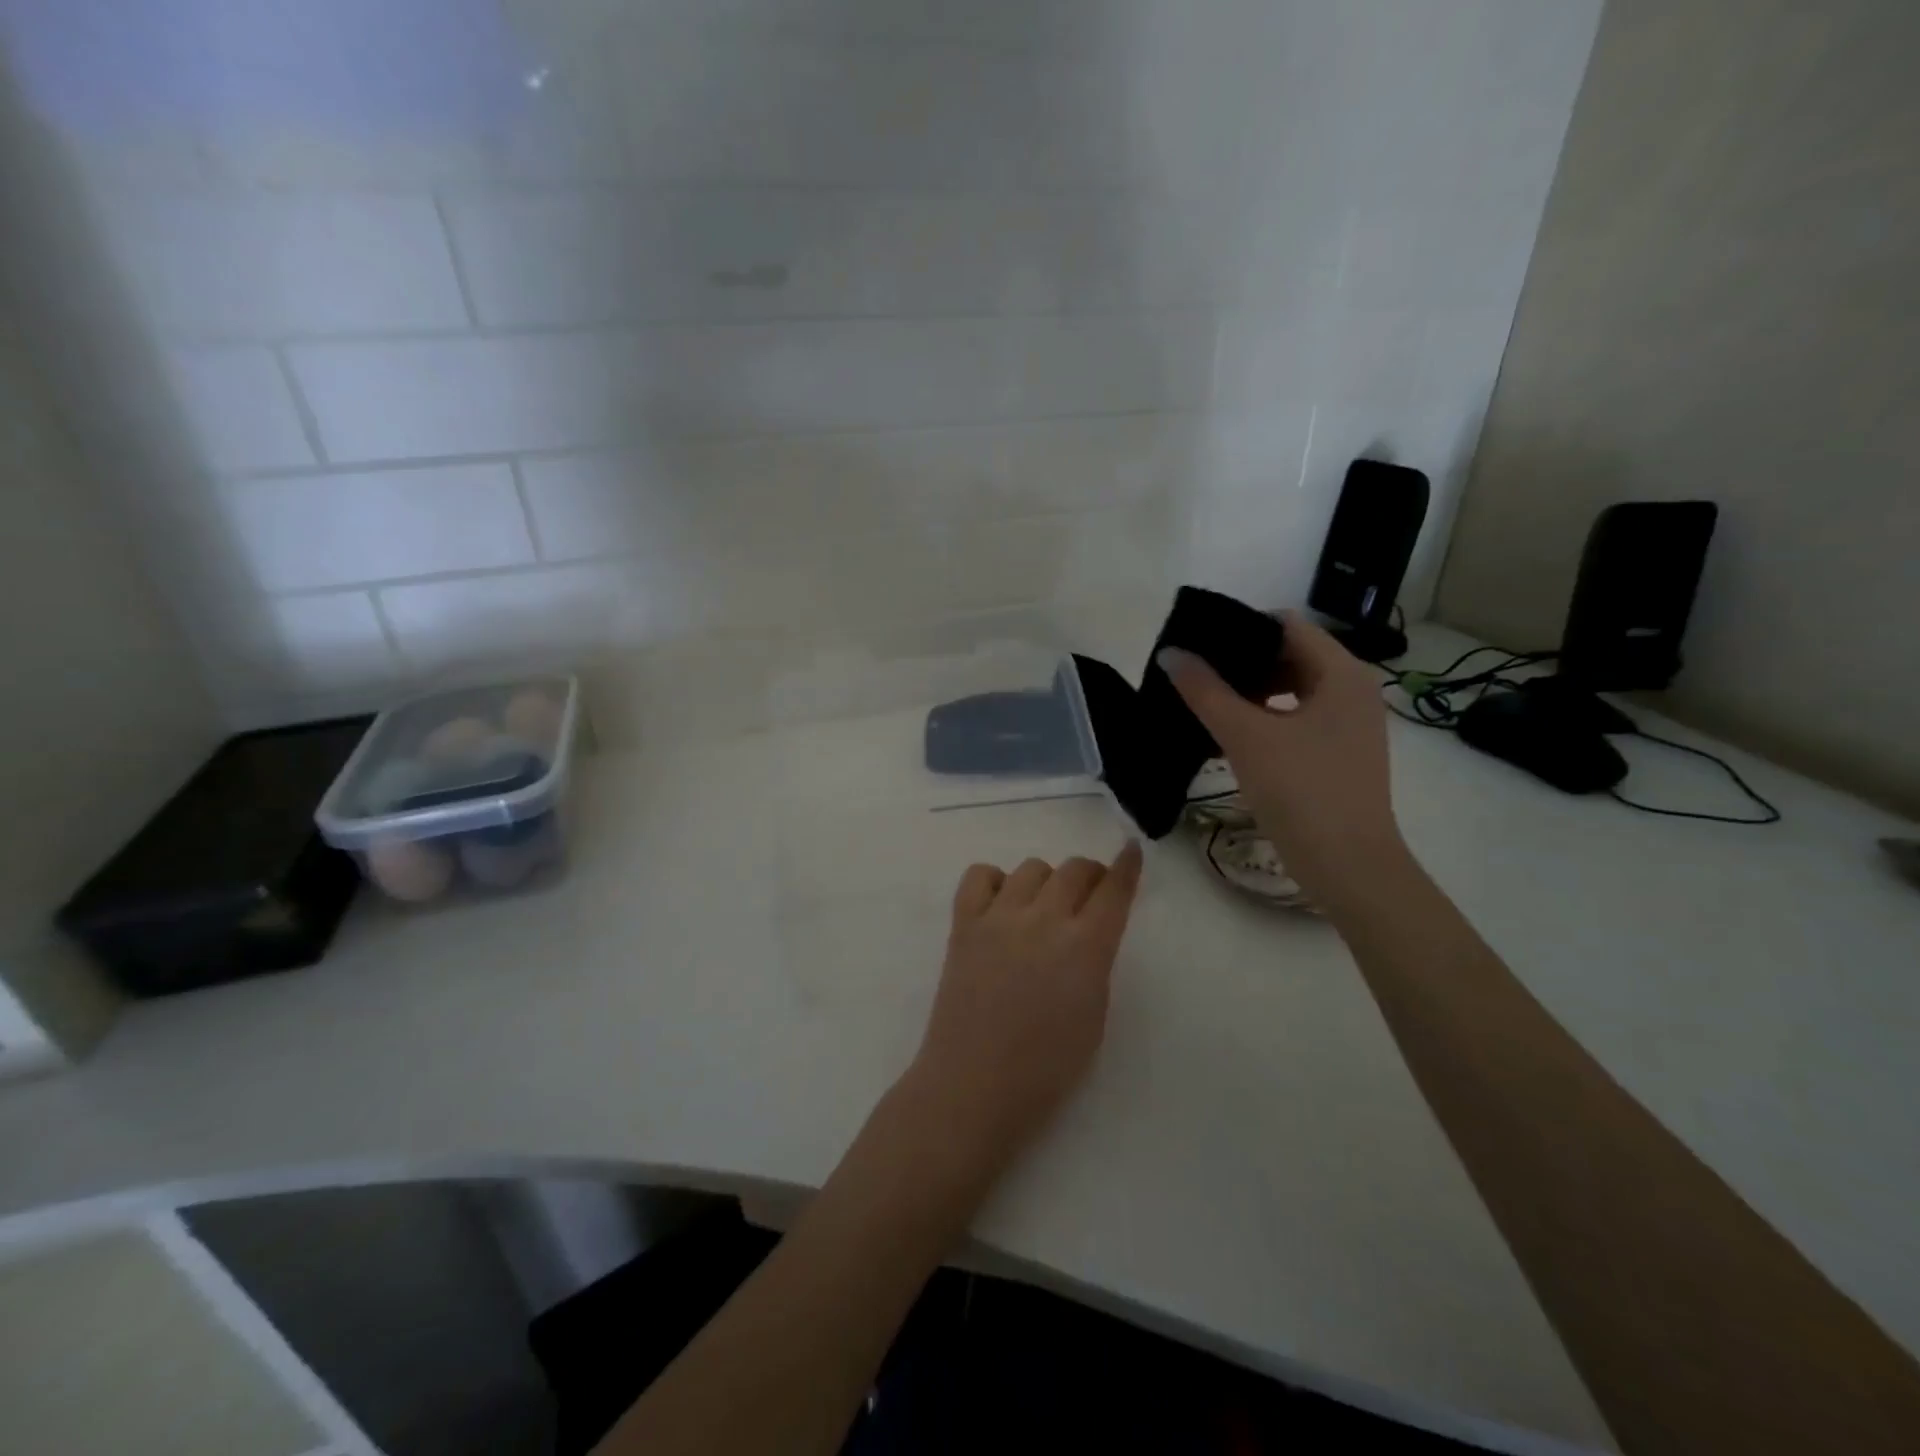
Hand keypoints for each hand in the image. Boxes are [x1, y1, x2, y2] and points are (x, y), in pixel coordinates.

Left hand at [907, 842, 1144, 1168]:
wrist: (974, 1085)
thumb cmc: (1046, 1068)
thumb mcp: (1094, 1016)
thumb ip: (1095, 963)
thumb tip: (1089, 932)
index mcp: (1085, 947)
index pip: (1114, 890)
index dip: (1126, 866)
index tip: (1131, 850)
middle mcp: (1044, 919)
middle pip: (1074, 869)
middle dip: (1090, 875)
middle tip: (1089, 895)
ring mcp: (999, 917)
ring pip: (1031, 867)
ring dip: (1046, 881)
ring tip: (1042, 908)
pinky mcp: (964, 923)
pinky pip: (980, 875)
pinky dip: (995, 881)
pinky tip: (1001, 906)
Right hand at [1159, 613, 1402, 904]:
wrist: (1347, 866)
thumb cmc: (1301, 790)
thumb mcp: (1245, 736)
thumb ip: (1205, 691)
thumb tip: (1170, 653)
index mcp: (1341, 673)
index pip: (1286, 625)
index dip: (1240, 627)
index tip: (1197, 642)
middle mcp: (1352, 690)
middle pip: (1289, 655)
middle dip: (1241, 662)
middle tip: (1193, 673)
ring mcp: (1348, 724)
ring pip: (1290, 690)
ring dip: (1248, 693)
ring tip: (1203, 703)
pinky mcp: (1338, 753)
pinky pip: (1295, 719)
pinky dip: (1263, 720)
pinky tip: (1226, 737)